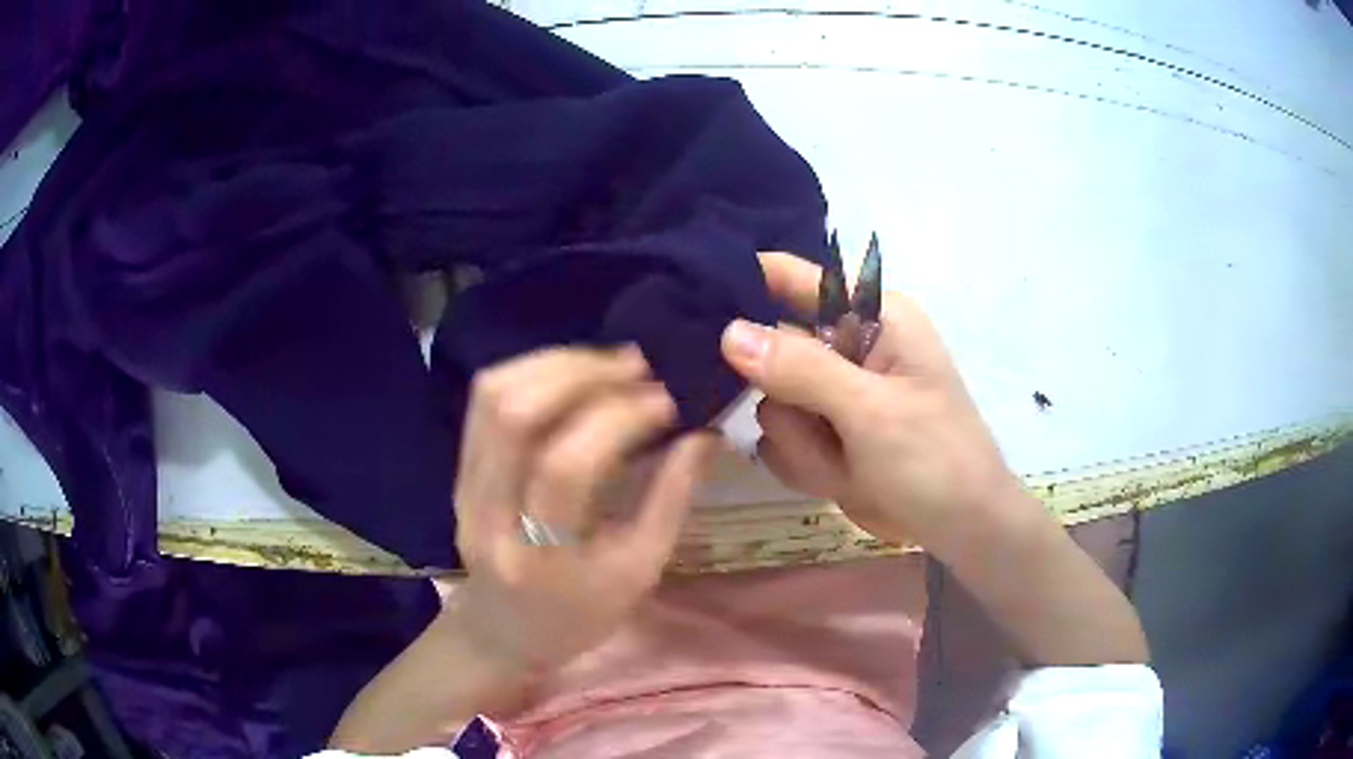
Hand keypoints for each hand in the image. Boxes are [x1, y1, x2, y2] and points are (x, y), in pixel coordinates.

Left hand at [451, 346, 717, 673]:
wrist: (502, 631)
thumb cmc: (579, 615)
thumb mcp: (638, 572)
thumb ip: (671, 500)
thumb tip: (704, 434)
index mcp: (541, 557)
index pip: (568, 467)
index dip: (620, 419)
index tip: (666, 399)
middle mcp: (489, 515)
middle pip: (516, 416)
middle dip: (581, 374)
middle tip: (636, 366)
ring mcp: (464, 488)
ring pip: (493, 398)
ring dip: (554, 365)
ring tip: (607, 363)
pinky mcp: (458, 471)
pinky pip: (484, 403)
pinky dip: (531, 373)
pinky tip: (571, 374)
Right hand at [721, 253, 1021, 554]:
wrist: (961, 529)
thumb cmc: (935, 459)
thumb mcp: (871, 412)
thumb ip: (801, 369)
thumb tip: (728, 332)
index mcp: (874, 316)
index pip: (796, 279)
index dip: (747, 284)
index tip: (695, 304)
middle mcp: (849, 346)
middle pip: (770, 350)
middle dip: (788, 398)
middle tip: (820, 426)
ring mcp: (834, 395)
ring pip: (770, 405)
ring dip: (804, 443)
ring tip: (848, 463)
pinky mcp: (826, 435)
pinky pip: (780, 441)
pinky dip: (806, 464)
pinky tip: (843, 478)